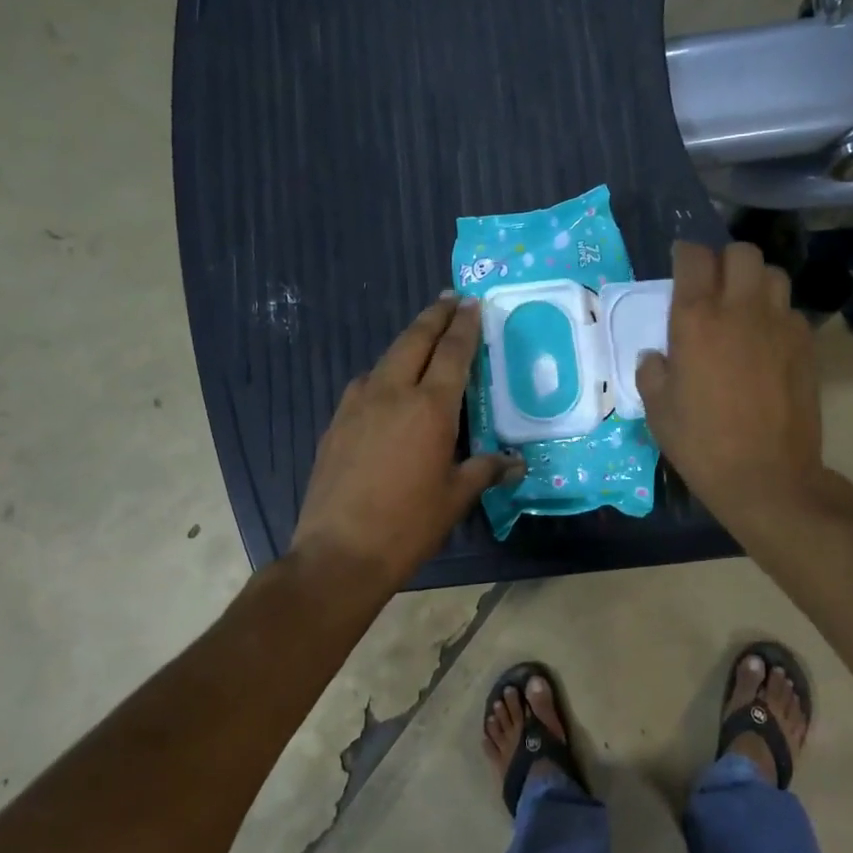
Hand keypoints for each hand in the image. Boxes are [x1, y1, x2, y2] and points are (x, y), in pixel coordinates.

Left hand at [292, 295, 523, 590]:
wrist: (339, 552)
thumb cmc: (408, 524)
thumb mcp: (455, 497)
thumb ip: (485, 470)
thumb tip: (515, 463)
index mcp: (429, 407)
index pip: (452, 352)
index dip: (464, 326)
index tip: (472, 304)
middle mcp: (391, 393)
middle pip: (414, 340)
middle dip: (434, 317)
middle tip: (449, 301)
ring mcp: (357, 404)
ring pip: (386, 358)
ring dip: (408, 342)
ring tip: (424, 339)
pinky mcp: (336, 422)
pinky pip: (366, 384)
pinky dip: (385, 373)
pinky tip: (389, 388)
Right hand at [636, 242, 830, 533]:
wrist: (767, 475)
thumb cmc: (701, 443)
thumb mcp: (658, 409)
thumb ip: (652, 371)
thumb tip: (657, 356)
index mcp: (696, 319)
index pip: (693, 257)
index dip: (685, 255)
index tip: (680, 265)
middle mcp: (740, 309)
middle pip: (742, 253)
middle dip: (725, 261)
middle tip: (714, 286)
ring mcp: (779, 324)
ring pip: (773, 275)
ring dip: (755, 282)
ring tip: (743, 308)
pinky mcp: (806, 345)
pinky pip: (790, 311)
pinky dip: (776, 316)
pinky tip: (765, 343)